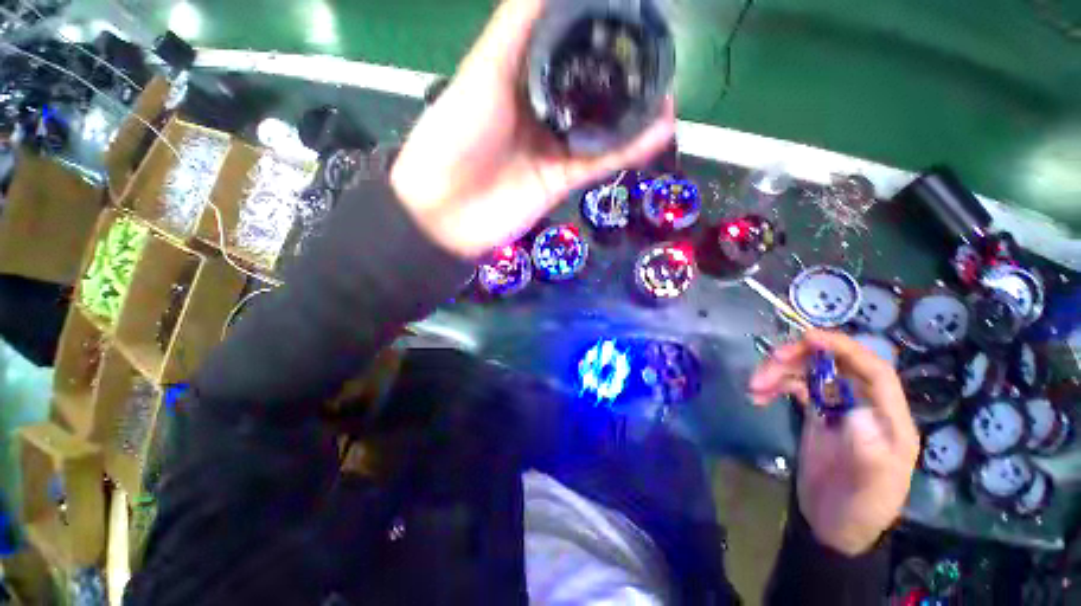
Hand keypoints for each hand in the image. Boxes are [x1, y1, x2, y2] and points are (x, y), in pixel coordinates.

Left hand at [390, 0, 675, 257]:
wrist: (446, 211)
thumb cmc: (455, 136)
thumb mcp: (483, 72)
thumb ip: (518, 28)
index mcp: (521, 77)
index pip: (567, 49)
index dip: (601, 32)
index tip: (635, 18)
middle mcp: (541, 110)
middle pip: (590, 90)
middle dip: (625, 78)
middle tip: (659, 63)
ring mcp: (554, 148)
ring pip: (601, 128)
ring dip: (635, 116)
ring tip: (668, 100)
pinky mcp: (561, 181)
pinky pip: (599, 162)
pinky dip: (627, 150)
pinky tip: (656, 135)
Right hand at [749, 330, 918, 555]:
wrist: (833, 525)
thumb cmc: (859, 508)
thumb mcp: (870, 488)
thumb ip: (869, 453)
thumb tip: (856, 414)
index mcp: (889, 419)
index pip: (874, 370)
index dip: (845, 348)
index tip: (808, 337)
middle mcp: (865, 406)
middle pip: (835, 365)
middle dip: (800, 357)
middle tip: (769, 362)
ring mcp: (838, 408)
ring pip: (809, 373)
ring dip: (779, 372)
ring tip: (754, 386)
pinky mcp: (816, 414)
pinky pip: (793, 388)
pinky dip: (774, 386)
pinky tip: (757, 397)